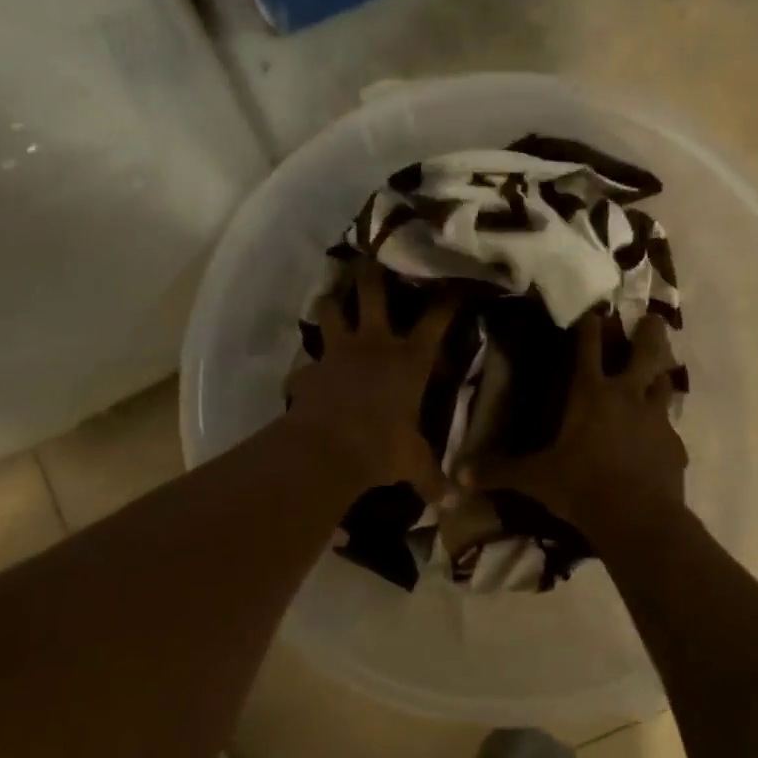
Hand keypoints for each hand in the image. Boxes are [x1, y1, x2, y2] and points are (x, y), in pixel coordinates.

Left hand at [285, 260, 456, 496]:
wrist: (328, 450)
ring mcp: (337, 353)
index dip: (446, 300)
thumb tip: (455, 503)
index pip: (435, 320)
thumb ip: (433, 478)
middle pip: (372, 294)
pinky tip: (303, 376)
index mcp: (408, 360)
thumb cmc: (382, 448)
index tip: (454, 282)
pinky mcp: (308, 370)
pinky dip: (305, 369)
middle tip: (369, 254)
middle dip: (372, 272)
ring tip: (328, 296)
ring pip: (329, 312)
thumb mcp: (413, 464)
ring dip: (329, 303)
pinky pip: (305, 365)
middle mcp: (373, 344)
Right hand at [461, 311, 685, 537]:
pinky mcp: (674, 446)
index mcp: (590, 394)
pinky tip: (659, 437)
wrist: (638, 519)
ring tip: (660, 371)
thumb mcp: (535, 480)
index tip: (594, 310)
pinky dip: (664, 426)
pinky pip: (670, 428)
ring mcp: (656, 419)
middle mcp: (627, 396)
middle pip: (645, 352)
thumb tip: (458, 474)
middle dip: (650, 332)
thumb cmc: (581, 488)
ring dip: (662, 374)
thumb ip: (499, 471)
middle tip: (654, 318)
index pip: (588, 348)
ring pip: (665, 383)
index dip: (590, 327)